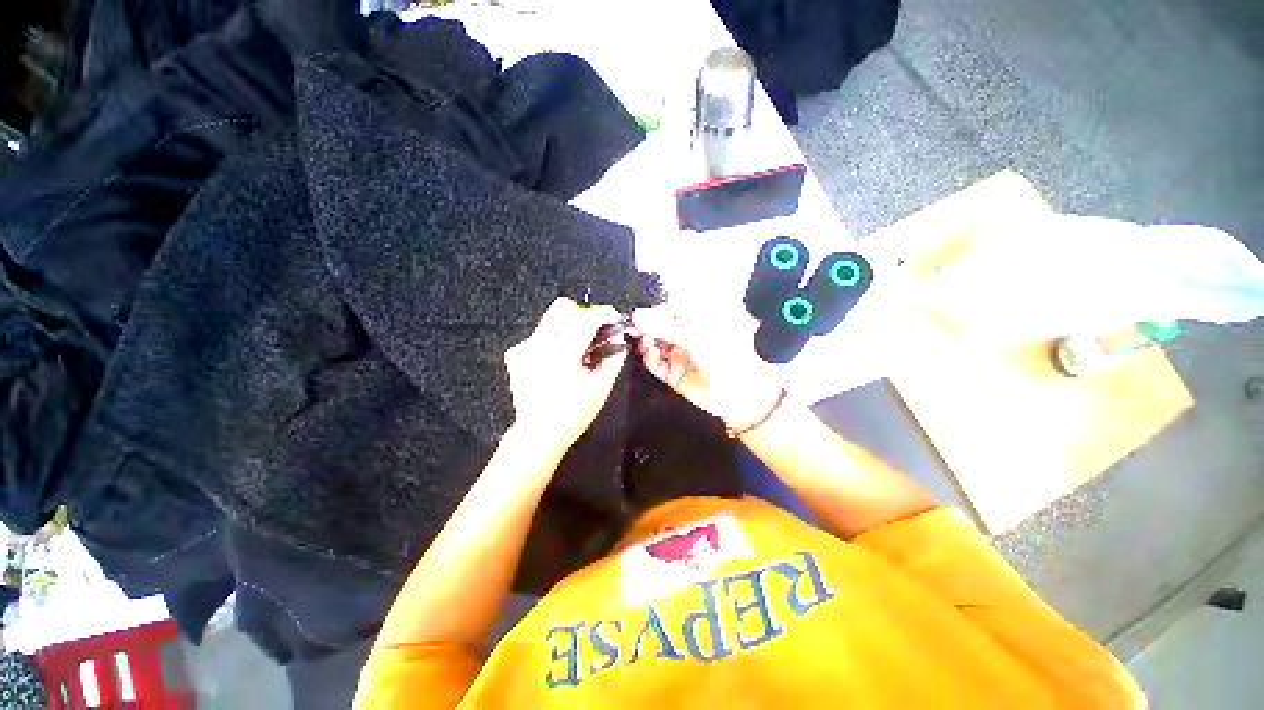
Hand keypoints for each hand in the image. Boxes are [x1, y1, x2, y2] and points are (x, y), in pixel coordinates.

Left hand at [504, 297, 626, 457]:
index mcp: (562, 353)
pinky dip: (556, 339)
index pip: (586, 317)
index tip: (615, 318)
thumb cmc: (571, 415)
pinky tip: (561, 360)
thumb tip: (620, 340)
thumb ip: (613, 358)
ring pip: (551, 318)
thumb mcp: (600, 387)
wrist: (538, 434)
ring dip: (571, 325)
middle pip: (564, 307)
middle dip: (586, 314)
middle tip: (597, 332)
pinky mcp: (516, 354)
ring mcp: (525, 348)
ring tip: (580, 349)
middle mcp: (539, 345)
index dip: (605, 313)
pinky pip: (540, 333)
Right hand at [632, 304, 785, 429]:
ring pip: (655, 345)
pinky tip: (651, 355)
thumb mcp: (696, 335)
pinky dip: (650, 359)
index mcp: (698, 318)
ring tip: (646, 343)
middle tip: (636, 329)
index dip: (653, 311)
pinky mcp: (675, 372)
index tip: (639, 315)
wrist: (743, 393)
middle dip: (646, 328)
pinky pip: (657, 364)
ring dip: (646, 343)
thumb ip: (665, 325)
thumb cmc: (730, 357)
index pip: (668, 308)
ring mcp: (682, 353)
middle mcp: (689, 334)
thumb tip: (639, 316)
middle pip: (658, 327)